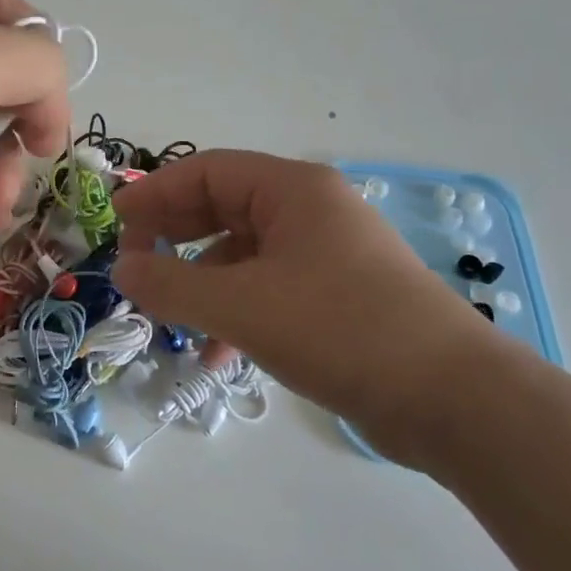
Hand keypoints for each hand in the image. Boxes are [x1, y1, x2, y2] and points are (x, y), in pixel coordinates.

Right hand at [112, 151, 516, 463]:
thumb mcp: (242, 306)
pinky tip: (219, 354)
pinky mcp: (337, 296)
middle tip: (135, 267)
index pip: (206, 171)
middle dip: (174, 237)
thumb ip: (172, 284)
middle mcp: (310, 211)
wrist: (454, 400)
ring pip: (243, 253)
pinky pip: (268, 288)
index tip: (116, 223)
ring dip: (202, 282)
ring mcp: (326, 254)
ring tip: (171, 319)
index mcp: (292, 190)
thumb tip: (121, 268)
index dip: (155, 193)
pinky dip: (236, 311)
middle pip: (223, 207)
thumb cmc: (341, 329)